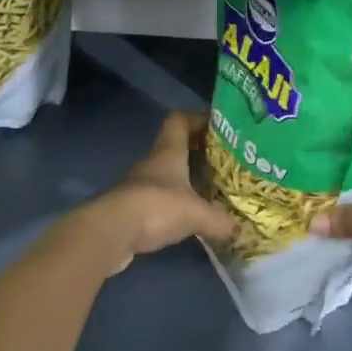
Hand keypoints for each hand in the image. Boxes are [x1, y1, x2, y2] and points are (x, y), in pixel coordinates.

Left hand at [82, 111, 235, 274]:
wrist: (110, 233)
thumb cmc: (156, 207)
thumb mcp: (196, 213)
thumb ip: (220, 221)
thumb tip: (241, 231)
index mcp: (169, 151)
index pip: (180, 120)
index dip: (196, 118)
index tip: (216, 125)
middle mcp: (153, 162)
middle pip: (175, 147)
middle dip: (197, 152)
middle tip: (221, 161)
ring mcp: (139, 186)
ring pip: (167, 174)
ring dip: (184, 180)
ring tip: (209, 191)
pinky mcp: (132, 209)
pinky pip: (158, 199)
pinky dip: (172, 204)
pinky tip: (188, 217)